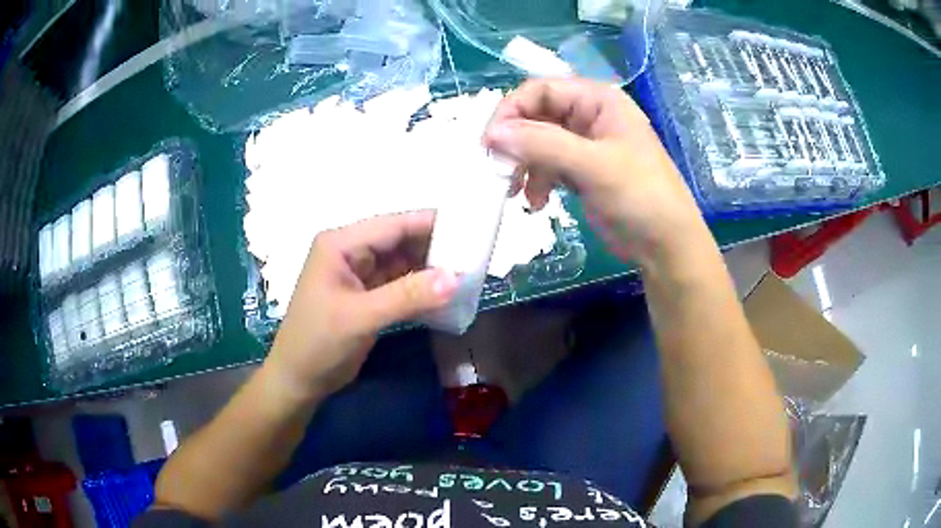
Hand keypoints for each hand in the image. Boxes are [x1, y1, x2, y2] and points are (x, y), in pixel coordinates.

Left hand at [267, 211, 457, 397]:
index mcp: (341, 244)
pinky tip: (446, 293)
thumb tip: (455, 278)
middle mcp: (351, 252)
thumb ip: (407, 296)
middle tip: (475, 254)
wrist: (298, 380)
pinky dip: (421, 288)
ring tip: (468, 272)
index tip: (469, 228)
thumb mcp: (360, 317)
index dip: (431, 224)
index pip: (393, 225)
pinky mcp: (368, 296)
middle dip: (435, 248)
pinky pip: (400, 284)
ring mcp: (360, 274)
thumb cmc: (318, 342)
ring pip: (403, 263)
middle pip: (400, 240)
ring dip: (431, 269)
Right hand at [483, 78, 706, 268]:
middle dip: (515, 142)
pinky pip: (547, 166)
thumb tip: (492, 134)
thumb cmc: (640, 196)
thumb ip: (542, 144)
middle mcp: (589, 116)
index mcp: (598, 100)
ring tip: (515, 193)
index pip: (541, 90)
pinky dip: (536, 182)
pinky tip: (536, 204)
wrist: (666, 245)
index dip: (512, 110)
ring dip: (523, 166)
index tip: (490, 142)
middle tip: (499, 170)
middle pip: (536, 115)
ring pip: (538, 143)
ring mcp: (585, 145)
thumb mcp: (593, 165)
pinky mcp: (582, 171)